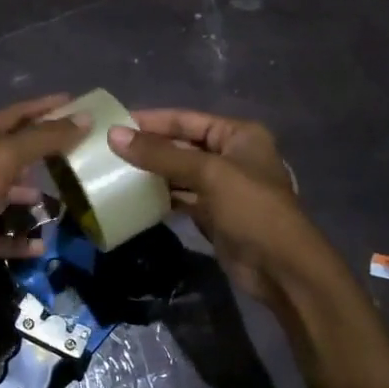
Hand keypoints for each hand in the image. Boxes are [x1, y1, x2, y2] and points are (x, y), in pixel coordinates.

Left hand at [0, 95, 84, 316]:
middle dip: (42, 153)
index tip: (74, 103)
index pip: (15, 115)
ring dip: (32, 196)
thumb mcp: (5, 157)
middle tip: (76, 154)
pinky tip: (43, 243)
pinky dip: (21, 239)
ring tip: (63, 201)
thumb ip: (44, 138)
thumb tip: (84, 118)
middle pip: (13, 154)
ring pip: (8, 194)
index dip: (43, 107)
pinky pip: (2, 237)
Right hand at [107, 109, 327, 305]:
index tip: (114, 122)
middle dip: (148, 147)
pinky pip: (181, 198)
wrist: (281, 269)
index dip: (151, 120)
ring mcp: (223, 187)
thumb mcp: (207, 174)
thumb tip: (114, 135)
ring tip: (113, 171)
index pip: (186, 119)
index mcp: (238, 135)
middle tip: (107, 149)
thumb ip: (161, 155)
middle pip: (182, 145)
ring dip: (151, 173)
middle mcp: (231, 156)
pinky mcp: (214, 214)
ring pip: (179, 173)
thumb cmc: (251, 209)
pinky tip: (134, 198)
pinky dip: (160, 197)